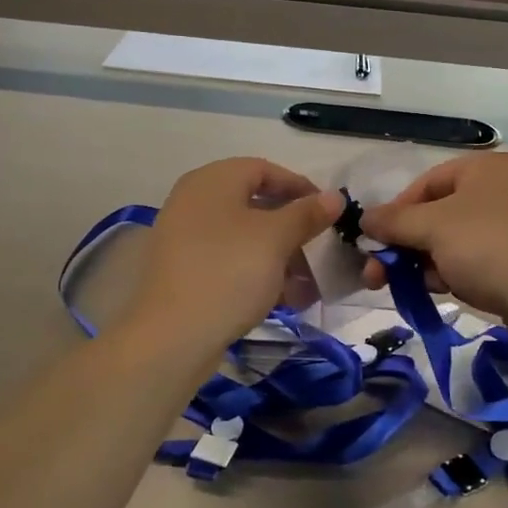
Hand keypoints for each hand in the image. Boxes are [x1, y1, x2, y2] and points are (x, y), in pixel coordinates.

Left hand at [129, 158, 341, 355]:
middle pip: (254, 205)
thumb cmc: (228, 273)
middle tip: (320, 250)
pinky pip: (230, 263)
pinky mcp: (186, 273)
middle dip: (293, 228)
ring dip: (280, 256)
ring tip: (308, 284)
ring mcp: (186, 239)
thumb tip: (335, 196)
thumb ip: (306, 214)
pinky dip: (258, 274)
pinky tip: (285, 299)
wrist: (172, 338)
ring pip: (245, 238)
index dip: (299, 186)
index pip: (264, 169)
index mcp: (212, 181)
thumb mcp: (275, 239)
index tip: (328, 212)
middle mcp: (194, 202)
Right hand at [358, 153, 507, 325]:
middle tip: (381, 276)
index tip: (375, 244)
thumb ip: (393, 221)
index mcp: (489, 167)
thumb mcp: (433, 229)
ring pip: (460, 239)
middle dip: (408, 244)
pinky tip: (450, 291)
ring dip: (430, 262)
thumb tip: (365, 218)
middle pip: (442, 212)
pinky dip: (461, 271)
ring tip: (416, 288)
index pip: (427, 183)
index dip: (396, 212)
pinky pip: (484, 258)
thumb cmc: (492, 250)